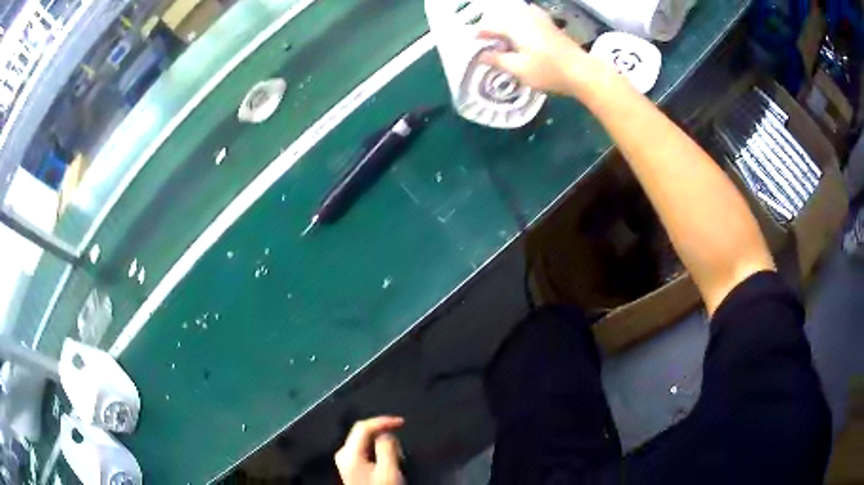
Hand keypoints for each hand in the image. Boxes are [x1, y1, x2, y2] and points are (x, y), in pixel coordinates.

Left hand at [335, 416, 404, 484]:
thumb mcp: (388, 470)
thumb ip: (387, 448)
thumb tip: (386, 433)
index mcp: (348, 453)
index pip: (363, 426)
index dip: (383, 420)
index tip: (400, 422)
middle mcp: (343, 455)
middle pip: (364, 433)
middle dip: (384, 434)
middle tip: (400, 445)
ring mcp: (346, 461)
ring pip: (367, 442)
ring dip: (383, 445)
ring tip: (397, 457)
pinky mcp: (353, 467)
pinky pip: (367, 451)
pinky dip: (380, 452)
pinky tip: (389, 462)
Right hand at [478, 5, 612, 97]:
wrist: (582, 71)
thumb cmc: (548, 71)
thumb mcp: (518, 69)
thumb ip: (497, 60)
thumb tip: (480, 55)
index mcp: (513, 25)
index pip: (488, 26)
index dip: (478, 35)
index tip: (472, 45)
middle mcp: (524, 16)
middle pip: (500, 16)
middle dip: (491, 27)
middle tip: (486, 43)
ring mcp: (538, 17)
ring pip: (513, 13)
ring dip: (504, 22)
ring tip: (502, 37)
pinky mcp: (548, 22)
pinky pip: (527, 14)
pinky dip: (519, 19)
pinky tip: (521, 30)